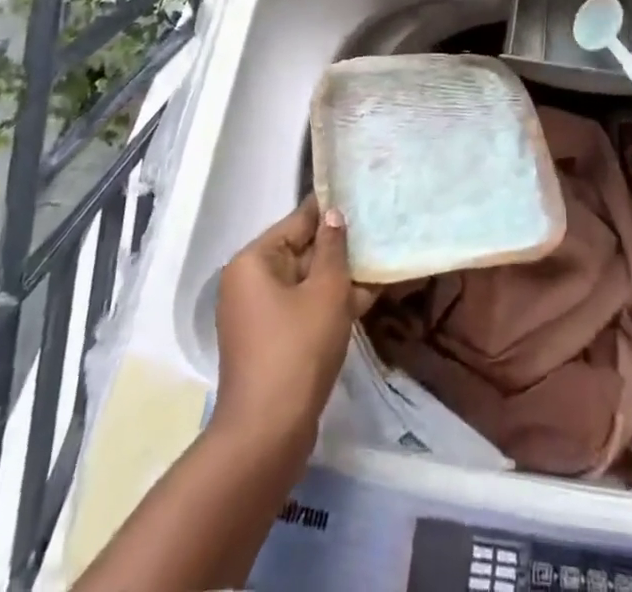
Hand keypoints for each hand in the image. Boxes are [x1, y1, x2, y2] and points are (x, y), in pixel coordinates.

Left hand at [213, 196, 371, 448]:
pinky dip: (329, 303)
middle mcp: (250, 281)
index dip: (332, 209)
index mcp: (254, 261)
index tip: (362, 195)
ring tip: (381, 261)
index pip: (298, 221)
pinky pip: (303, 308)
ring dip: (340, 276)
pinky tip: (367, 297)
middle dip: (340, 246)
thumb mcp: (326, 291)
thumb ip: (333, 247)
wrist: (268, 435)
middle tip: (379, 229)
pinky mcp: (271, 341)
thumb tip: (334, 214)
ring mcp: (259, 314)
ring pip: (306, 282)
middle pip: (301, 251)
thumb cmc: (298, 349)